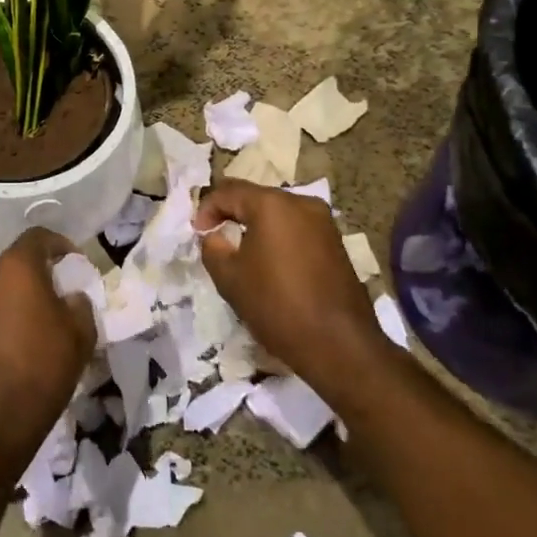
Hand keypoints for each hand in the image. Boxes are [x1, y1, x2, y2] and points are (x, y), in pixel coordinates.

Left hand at [0, 227, 96, 478]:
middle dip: (36, 275)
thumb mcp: (80, 334)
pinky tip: (12, 344)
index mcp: (15, 266)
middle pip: (14, 263)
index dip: (60, 245)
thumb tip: (70, 296)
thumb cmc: (41, 370)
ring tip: (34, 324)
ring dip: (15, 298)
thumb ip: (79, 303)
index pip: (38, 237)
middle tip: (57, 297)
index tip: (74, 264)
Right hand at [194, 179, 390, 402]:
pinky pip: (297, 228)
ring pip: (278, 212)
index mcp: (271, 204)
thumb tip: (215, 236)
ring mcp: (323, 222)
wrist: (339, 344)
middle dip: (232, 213)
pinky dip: (278, 236)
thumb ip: (212, 247)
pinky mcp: (336, 242)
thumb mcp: (229, 278)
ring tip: (240, 249)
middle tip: (215, 236)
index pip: (228, 192)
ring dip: (256, 225)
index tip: (197, 233)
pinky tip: (270, 261)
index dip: (207, 209)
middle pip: (255, 197)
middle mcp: (300, 202)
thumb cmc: (277, 305)